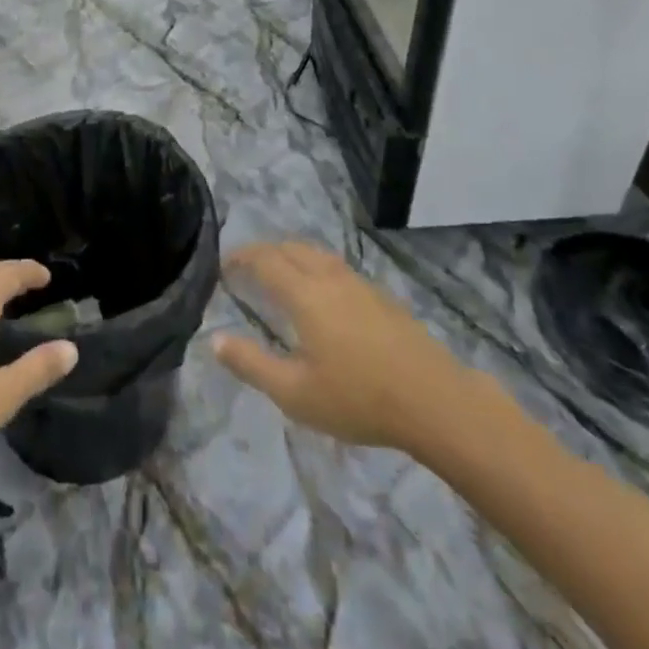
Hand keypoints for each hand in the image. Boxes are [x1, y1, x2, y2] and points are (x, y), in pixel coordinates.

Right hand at [212, 242, 469, 451]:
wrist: (433, 400)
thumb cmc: (358, 398)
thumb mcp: (295, 393)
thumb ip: (252, 364)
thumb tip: (214, 340)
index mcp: (304, 293)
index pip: (264, 259)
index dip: (241, 257)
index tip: (223, 266)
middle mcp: (329, 277)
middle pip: (290, 248)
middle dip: (265, 252)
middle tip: (247, 269)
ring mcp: (359, 283)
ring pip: (317, 254)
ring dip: (292, 256)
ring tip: (281, 275)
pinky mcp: (381, 296)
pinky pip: (337, 267)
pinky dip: (316, 267)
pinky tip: (323, 295)